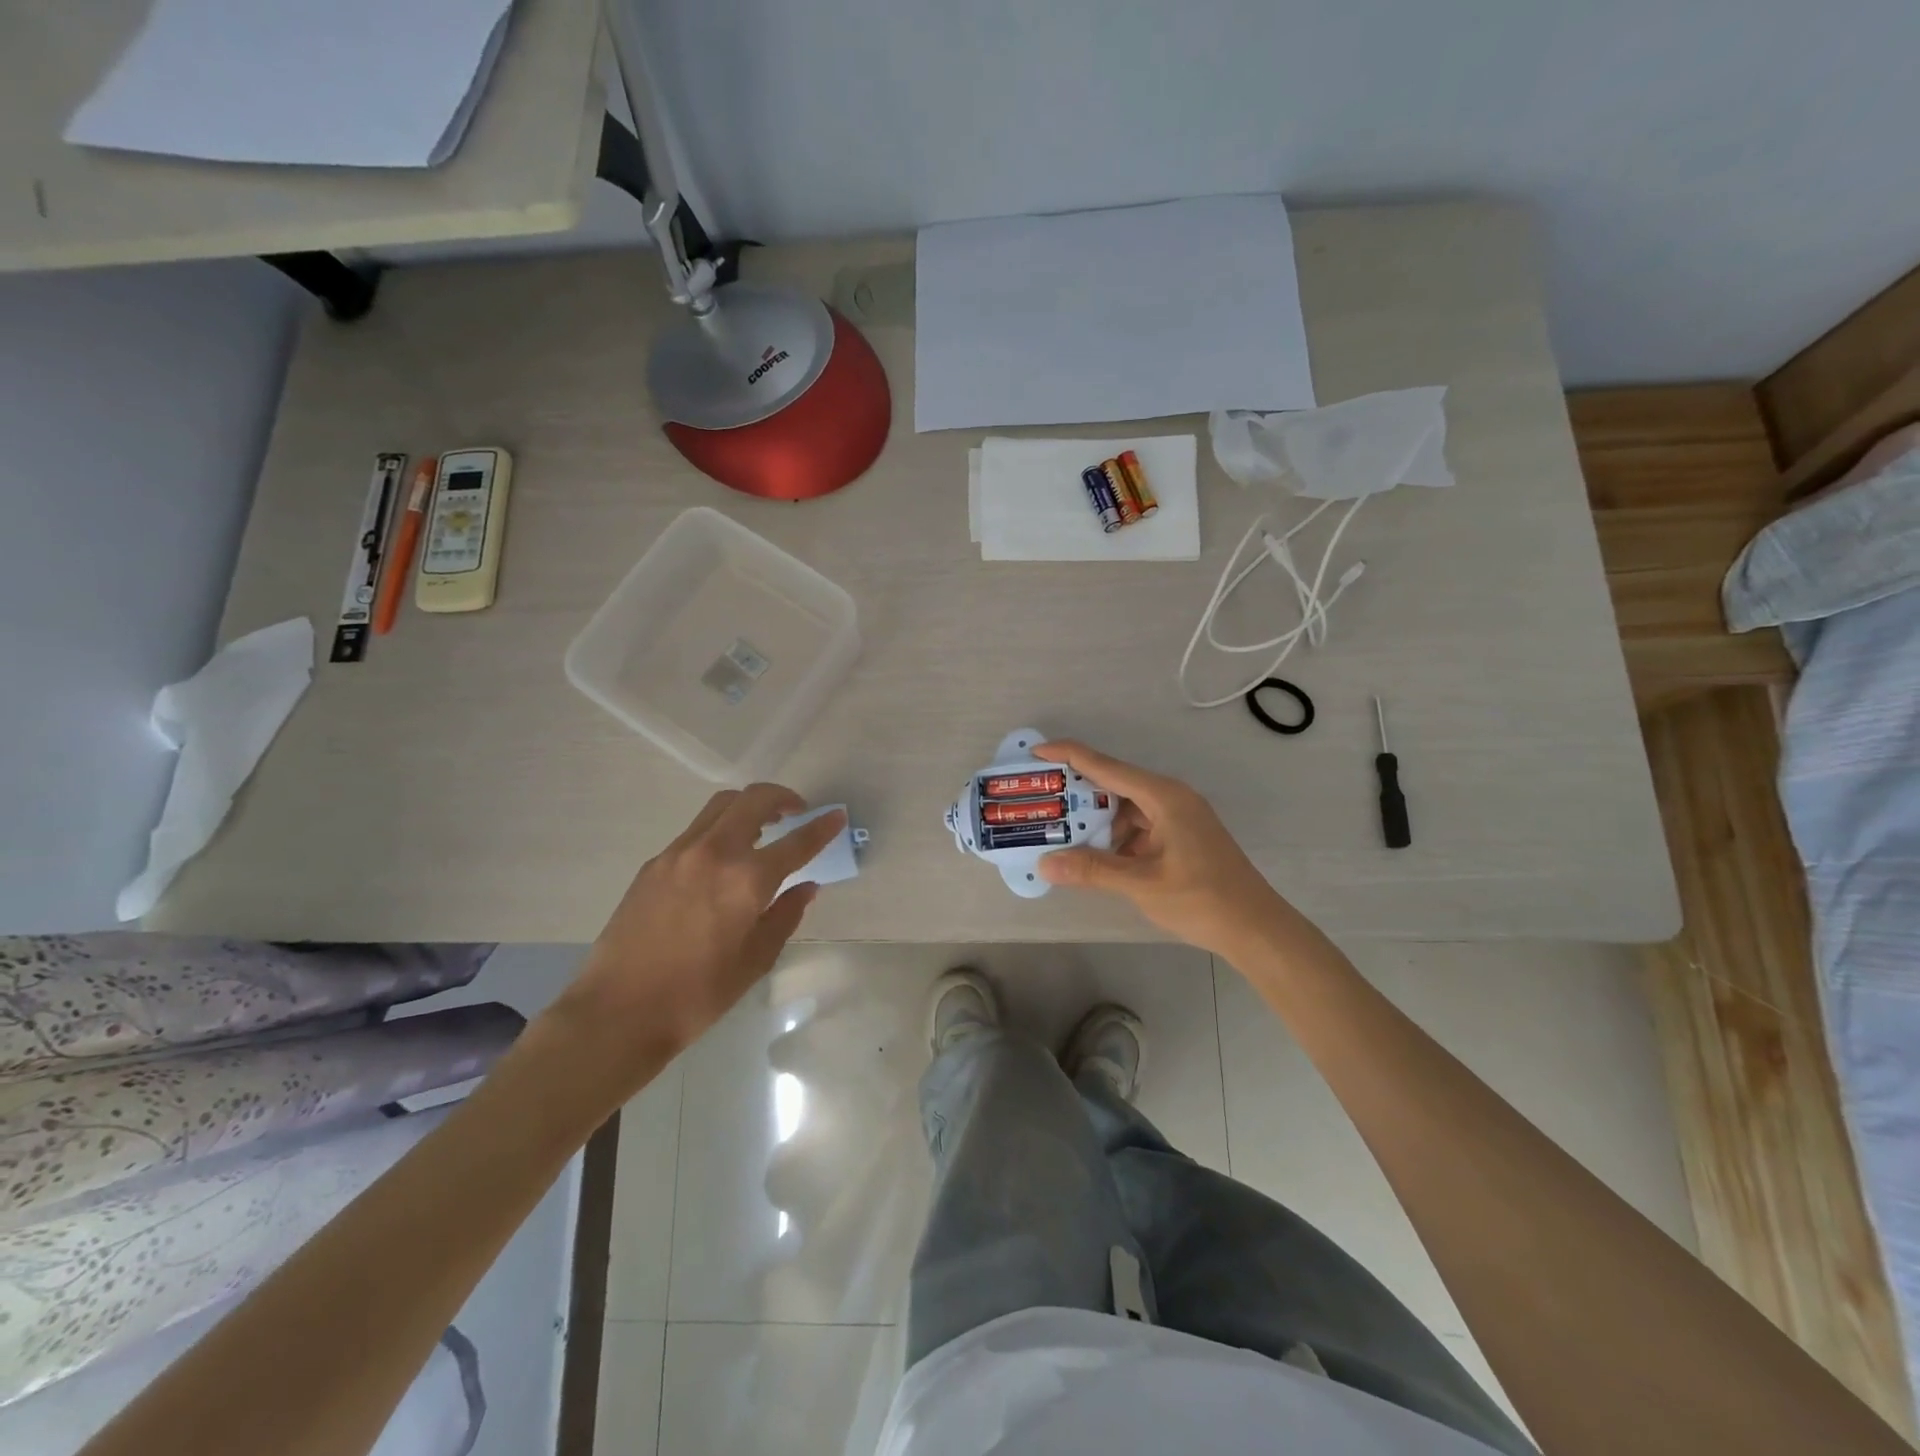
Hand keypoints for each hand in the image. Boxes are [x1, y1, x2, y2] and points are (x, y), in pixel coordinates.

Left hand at [565, 785, 845, 1059]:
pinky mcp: (654, 864)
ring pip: (720, 806)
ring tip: (762, 828)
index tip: (837, 816)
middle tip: (797, 812)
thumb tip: (806, 887)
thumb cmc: (698, 995)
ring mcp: (678, 854)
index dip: (822, 827)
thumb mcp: (756, 960)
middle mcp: (714, 853)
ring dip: (748, 806)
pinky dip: (720, 830)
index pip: (796, 842)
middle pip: (753, 800)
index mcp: (746, 880)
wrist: (618, 1011)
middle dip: (782, 797)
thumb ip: (785, 915)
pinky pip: (696, 831)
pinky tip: (722, 861)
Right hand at [1033, 740, 1287, 956]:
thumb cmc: (1203, 899)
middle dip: (1076, 794)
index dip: (1068, 756)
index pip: (1106, 766)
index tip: (1034, 753)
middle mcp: (1170, 798)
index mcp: (1163, 797)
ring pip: (1124, 810)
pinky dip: (1115, 839)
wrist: (1256, 929)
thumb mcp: (1142, 884)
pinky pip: (1138, 827)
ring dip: (1096, 822)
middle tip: (1040, 802)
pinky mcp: (1180, 837)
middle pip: (1113, 785)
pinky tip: (1096, 858)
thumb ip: (1092, 870)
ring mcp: (1177, 818)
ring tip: (1061, 837)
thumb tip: (1045, 863)